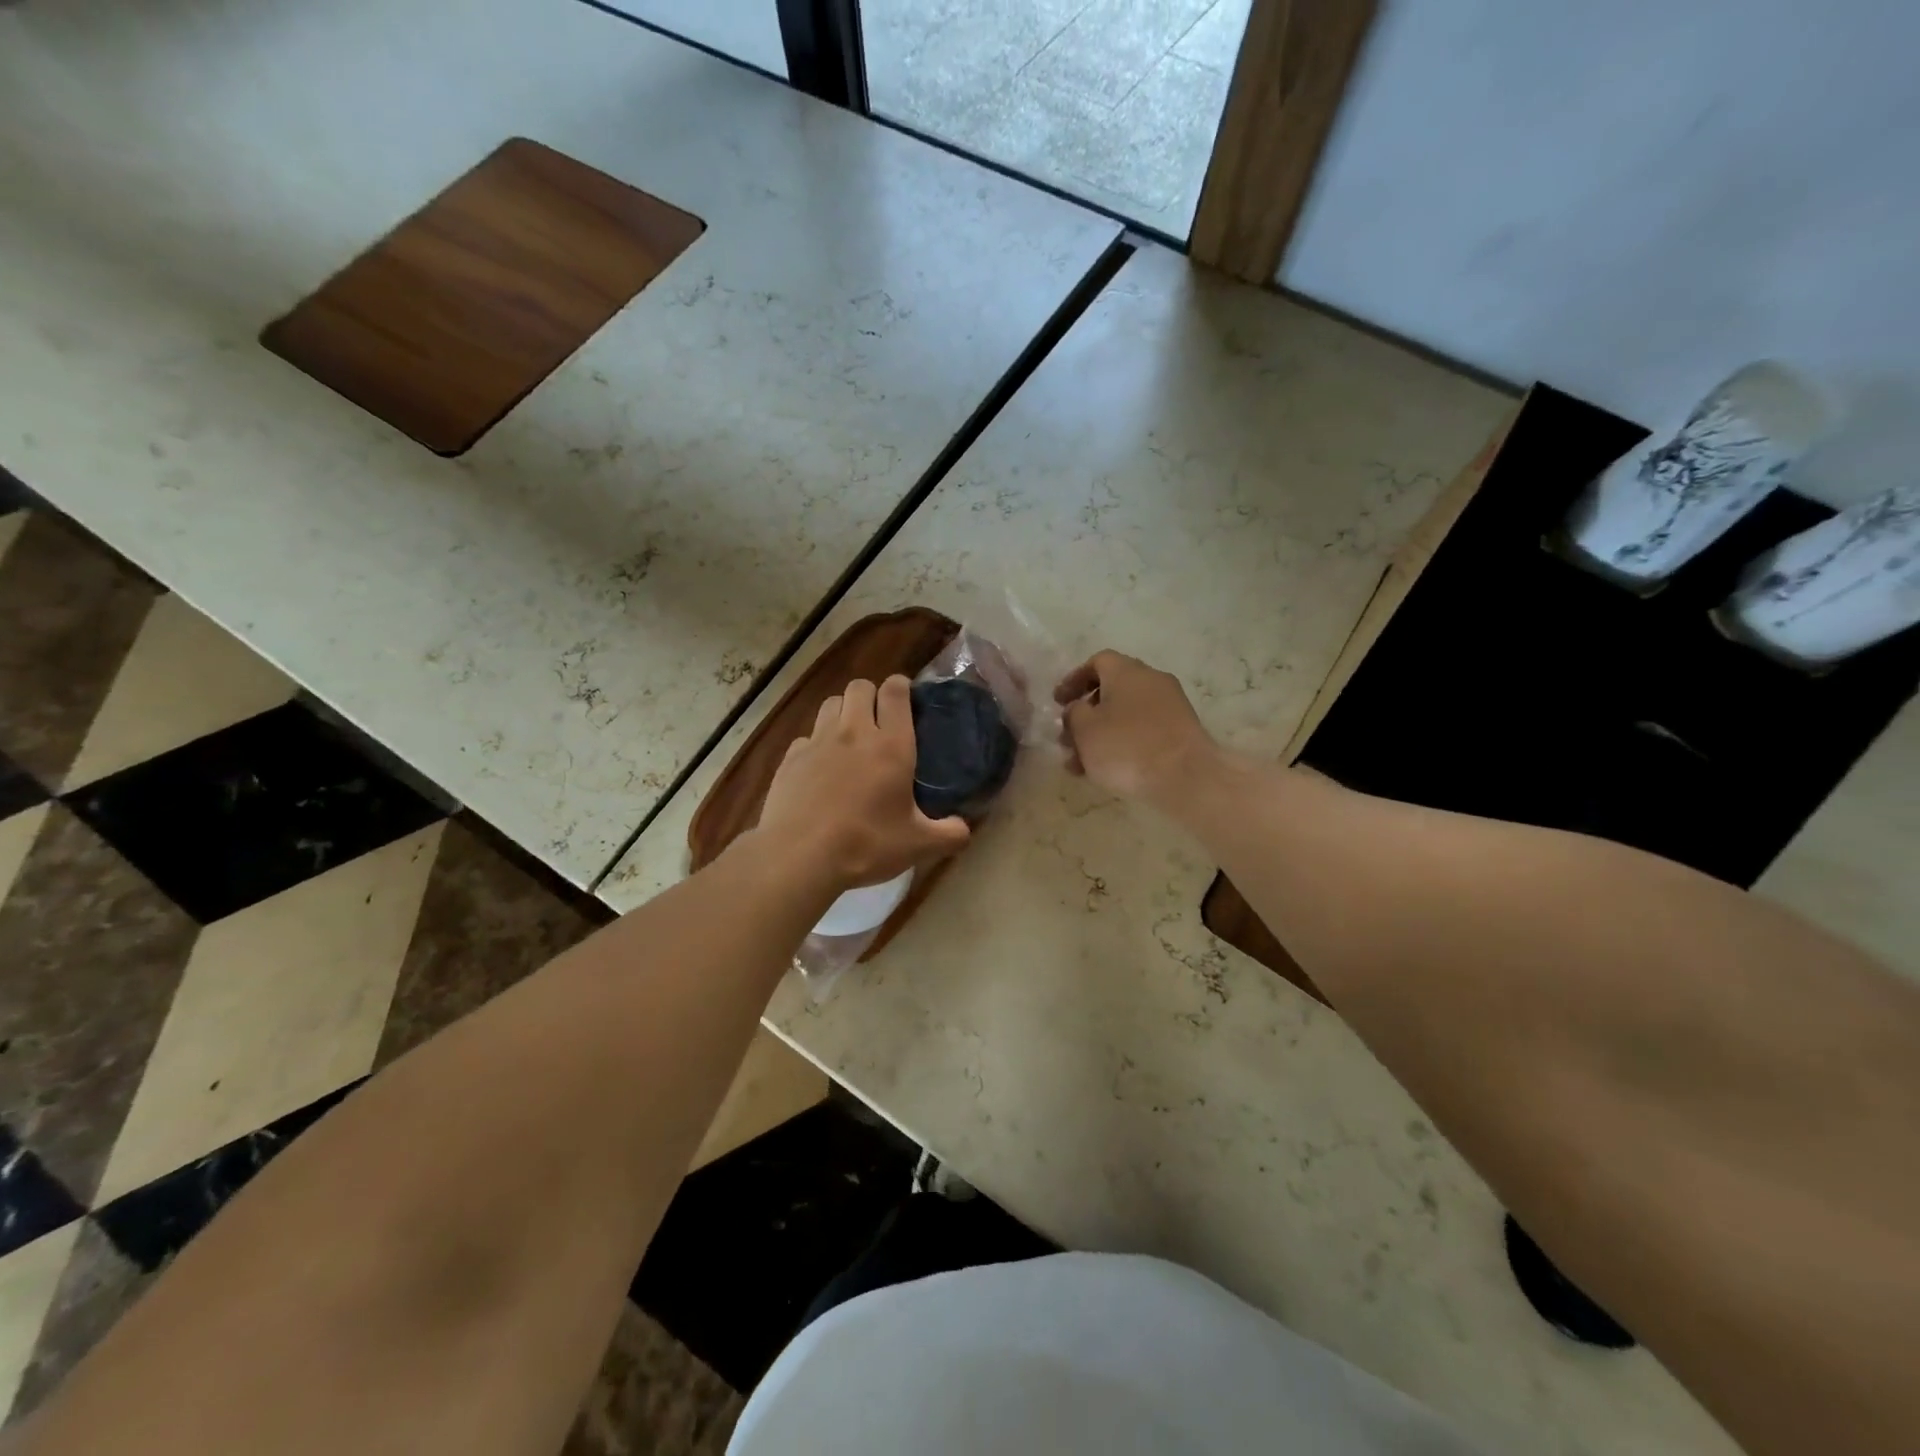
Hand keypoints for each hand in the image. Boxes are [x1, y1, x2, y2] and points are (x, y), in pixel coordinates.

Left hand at [756, 676, 971, 894]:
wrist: (800, 856)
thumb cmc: (866, 845)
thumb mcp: (918, 845)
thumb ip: (949, 834)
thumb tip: (964, 830)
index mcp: (891, 745)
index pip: (895, 691)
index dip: (901, 686)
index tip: (906, 697)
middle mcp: (854, 732)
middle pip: (860, 687)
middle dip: (871, 695)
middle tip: (879, 720)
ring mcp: (818, 742)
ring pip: (830, 703)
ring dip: (843, 711)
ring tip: (850, 737)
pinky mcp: (790, 758)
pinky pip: (806, 736)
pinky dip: (816, 744)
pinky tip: (820, 768)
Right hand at [1054, 650, 1219, 806]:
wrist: (1186, 777)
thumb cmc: (1127, 747)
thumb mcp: (1085, 730)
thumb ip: (1073, 714)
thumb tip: (1078, 709)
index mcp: (1126, 671)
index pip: (1097, 662)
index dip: (1074, 680)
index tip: (1058, 702)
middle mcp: (1151, 680)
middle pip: (1111, 690)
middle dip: (1086, 714)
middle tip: (1068, 738)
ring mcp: (1171, 705)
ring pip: (1126, 714)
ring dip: (1102, 734)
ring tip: (1082, 764)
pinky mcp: (1181, 730)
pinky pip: (1144, 730)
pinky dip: (1123, 743)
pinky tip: (1109, 770)